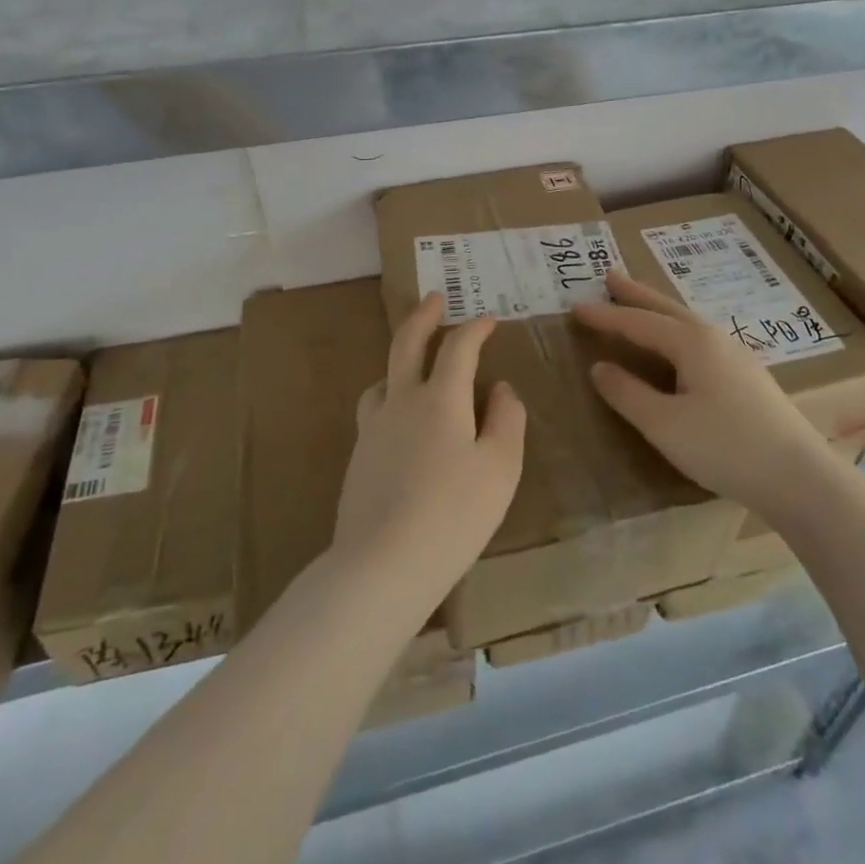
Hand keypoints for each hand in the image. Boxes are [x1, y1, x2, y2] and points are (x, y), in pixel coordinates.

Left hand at [331, 295, 525, 609]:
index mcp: (440, 398)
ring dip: (400, 361)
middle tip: (433, 298)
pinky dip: (390, 398)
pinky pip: (374, 411)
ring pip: (383, 379)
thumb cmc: (454, 514)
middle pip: (406, 344)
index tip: (489, 319)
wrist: (382, 565)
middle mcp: (401, 402)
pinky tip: (400, 423)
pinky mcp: (358, 458)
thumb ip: (506, 419)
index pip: (458, 347)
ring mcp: (373, 429)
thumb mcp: (500, 467)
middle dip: (422, 317)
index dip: (475, 328)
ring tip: (413, 365)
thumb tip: (499, 388)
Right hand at [572, 273, 832, 514]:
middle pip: (666, 308)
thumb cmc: (725, 447)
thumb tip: (599, 367)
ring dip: (658, 310)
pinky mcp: (749, 378)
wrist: (801, 478)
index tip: (574, 307)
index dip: (605, 316)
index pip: (638, 322)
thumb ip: (628, 394)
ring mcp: (737, 356)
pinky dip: (677, 332)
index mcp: (692, 342)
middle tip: (610, 277)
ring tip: (639, 304)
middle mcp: (715, 339)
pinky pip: (700, 341)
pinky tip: (680, 348)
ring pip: (687, 323)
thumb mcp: (664, 425)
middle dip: (636, 294)